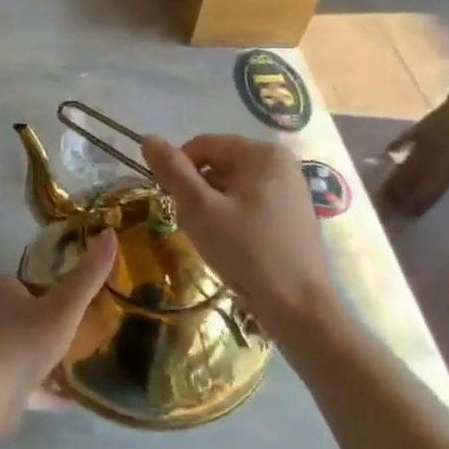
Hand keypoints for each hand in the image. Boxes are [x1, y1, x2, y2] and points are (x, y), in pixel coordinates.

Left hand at [0, 229, 116, 429]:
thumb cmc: (25, 339)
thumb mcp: (64, 306)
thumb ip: (87, 276)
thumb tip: (110, 234)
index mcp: (2, 293)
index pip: (13, 281)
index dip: (33, 284)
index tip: (58, 290)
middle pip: (16, 314)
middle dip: (40, 319)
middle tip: (73, 324)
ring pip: (20, 350)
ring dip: (42, 355)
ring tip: (74, 359)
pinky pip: (25, 384)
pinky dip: (44, 389)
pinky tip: (69, 399)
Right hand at [142, 134, 334, 321]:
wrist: (300, 309)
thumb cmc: (247, 252)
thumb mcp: (200, 209)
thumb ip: (173, 171)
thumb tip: (148, 139)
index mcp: (262, 153)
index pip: (202, 146)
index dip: (179, 171)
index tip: (172, 203)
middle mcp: (280, 162)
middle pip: (218, 164)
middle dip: (198, 192)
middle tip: (194, 225)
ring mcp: (290, 189)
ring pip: (231, 186)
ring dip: (212, 207)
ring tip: (213, 239)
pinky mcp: (292, 214)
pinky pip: (249, 203)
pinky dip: (232, 218)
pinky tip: (232, 246)